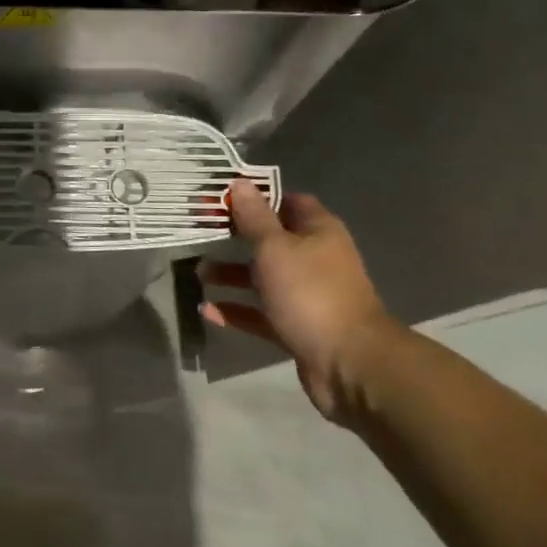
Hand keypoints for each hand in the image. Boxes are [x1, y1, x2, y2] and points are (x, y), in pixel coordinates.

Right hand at [200, 184, 404, 424]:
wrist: (349, 363)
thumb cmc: (309, 292)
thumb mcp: (274, 248)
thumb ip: (253, 217)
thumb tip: (240, 183)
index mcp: (318, 232)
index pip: (287, 201)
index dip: (256, 197)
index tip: (222, 198)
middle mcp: (315, 259)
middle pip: (271, 240)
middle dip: (236, 237)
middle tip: (202, 232)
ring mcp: (307, 295)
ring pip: (263, 278)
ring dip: (232, 275)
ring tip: (198, 274)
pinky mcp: (298, 327)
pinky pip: (261, 313)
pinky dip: (236, 310)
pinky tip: (207, 310)